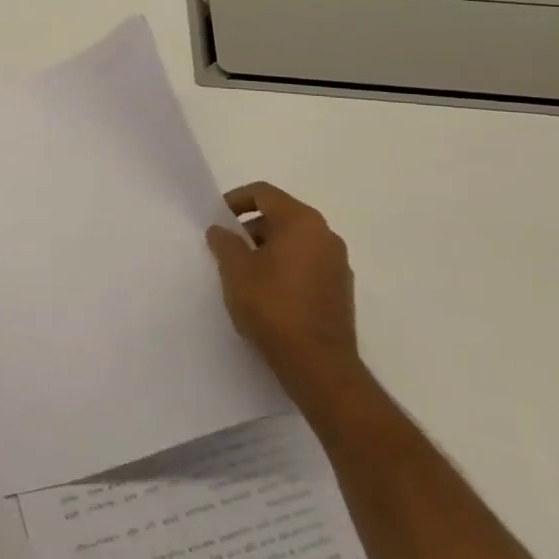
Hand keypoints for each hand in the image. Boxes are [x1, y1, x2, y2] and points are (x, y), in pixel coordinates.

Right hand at [206, 182, 362, 407]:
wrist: (318, 364)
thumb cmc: (272, 306)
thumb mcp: (235, 270)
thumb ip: (225, 242)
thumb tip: (221, 230)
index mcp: (301, 221)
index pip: (264, 193)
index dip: (236, 200)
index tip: (218, 218)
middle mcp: (325, 235)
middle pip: (282, 215)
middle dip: (251, 227)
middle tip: (228, 246)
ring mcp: (338, 264)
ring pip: (296, 241)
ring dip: (269, 248)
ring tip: (244, 271)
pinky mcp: (341, 290)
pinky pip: (308, 264)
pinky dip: (286, 267)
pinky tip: (268, 292)